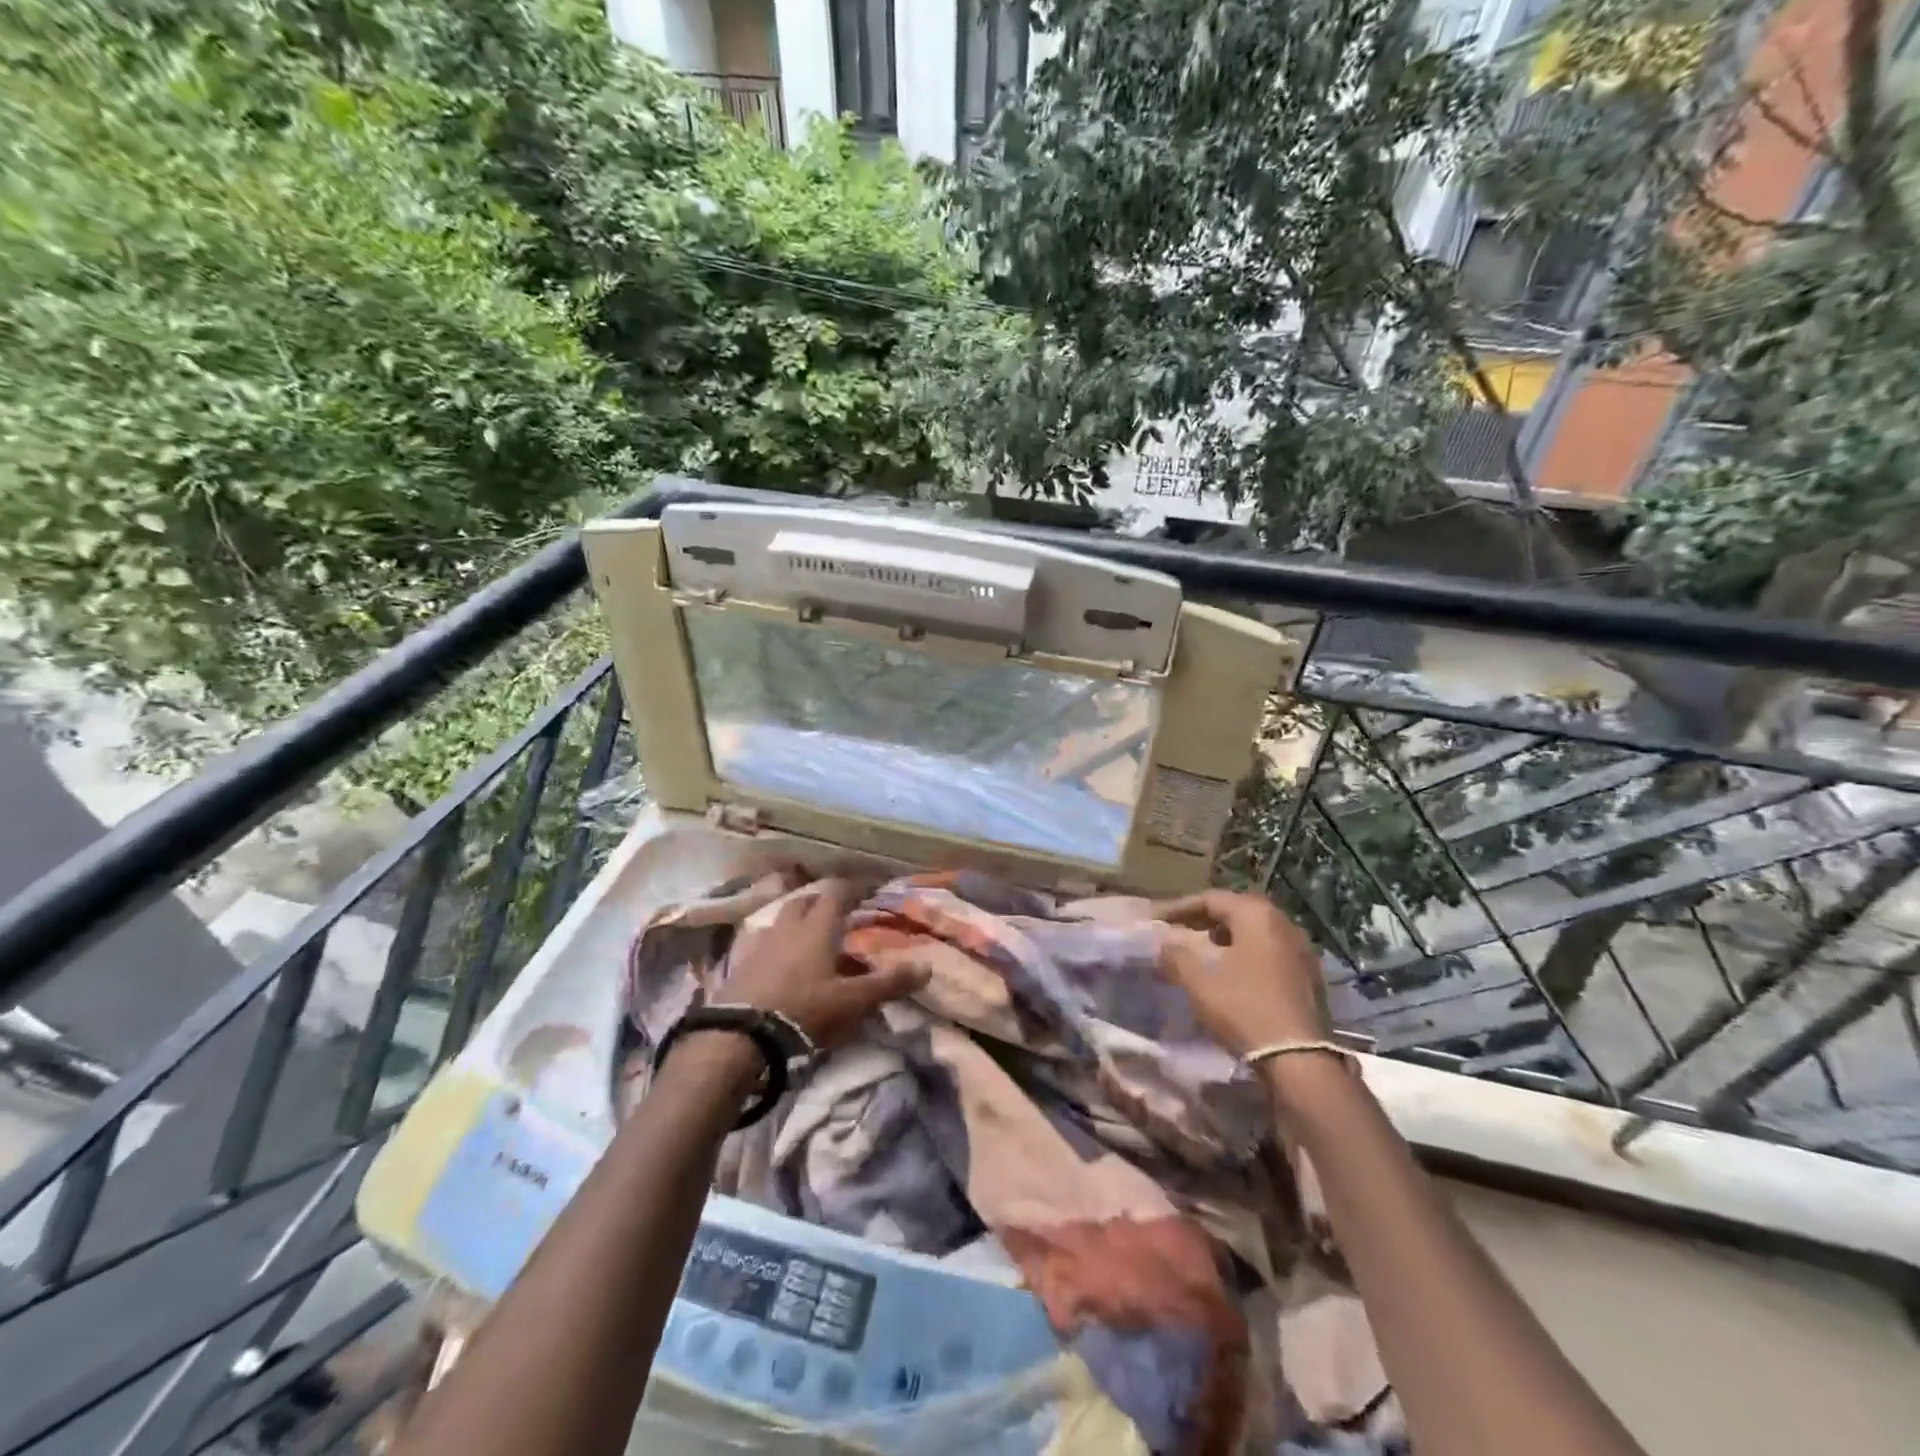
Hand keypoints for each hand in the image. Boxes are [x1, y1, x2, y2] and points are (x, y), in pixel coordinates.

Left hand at [724, 878, 926, 1049]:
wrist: (738, 1036)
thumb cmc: (803, 1010)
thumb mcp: (852, 1001)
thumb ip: (888, 983)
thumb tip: (926, 967)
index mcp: (816, 928)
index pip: (837, 893)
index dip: (854, 887)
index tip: (869, 888)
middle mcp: (788, 927)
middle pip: (805, 901)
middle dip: (822, 902)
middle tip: (839, 914)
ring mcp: (760, 945)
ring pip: (783, 921)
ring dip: (799, 924)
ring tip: (813, 941)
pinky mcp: (742, 966)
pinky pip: (767, 945)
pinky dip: (781, 947)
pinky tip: (786, 967)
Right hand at [1153, 890, 1330, 1057]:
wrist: (1297, 1058)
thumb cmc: (1243, 1008)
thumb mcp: (1198, 981)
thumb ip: (1175, 955)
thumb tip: (1164, 943)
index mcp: (1256, 915)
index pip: (1211, 898)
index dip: (1179, 907)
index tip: (1157, 919)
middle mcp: (1283, 922)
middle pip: (1236, 910)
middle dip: (1204, 918)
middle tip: (1178, 929)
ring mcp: (1301, 949)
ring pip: (1255, 930)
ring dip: (1225, 935)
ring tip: (1202, 948)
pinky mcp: (1308, 974)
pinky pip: (1269, 950)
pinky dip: (1245, 951)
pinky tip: (1231, 970)